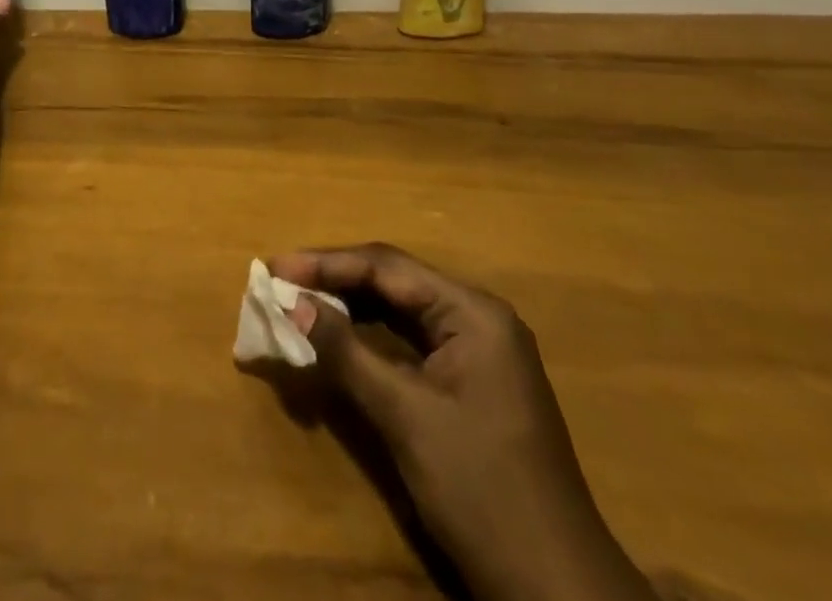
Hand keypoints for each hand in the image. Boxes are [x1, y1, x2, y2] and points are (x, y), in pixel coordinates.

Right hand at [269, 244, 652, 600]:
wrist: (556, 590)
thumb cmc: (480, 489)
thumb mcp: (405, 417)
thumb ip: (346, 352)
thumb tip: (292, 304)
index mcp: (472, 312)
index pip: (386, 267)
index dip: (326, 263)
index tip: (274, 267)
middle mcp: (478, 317)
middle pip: (393, 282)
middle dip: (335, 280)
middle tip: (280, 282)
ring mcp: (478, 350)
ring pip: (400, 310)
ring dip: (350, 307)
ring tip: (299, 305)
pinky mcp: (471, 381)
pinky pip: (411, 341)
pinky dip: (371, 338)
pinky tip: (339, 339)